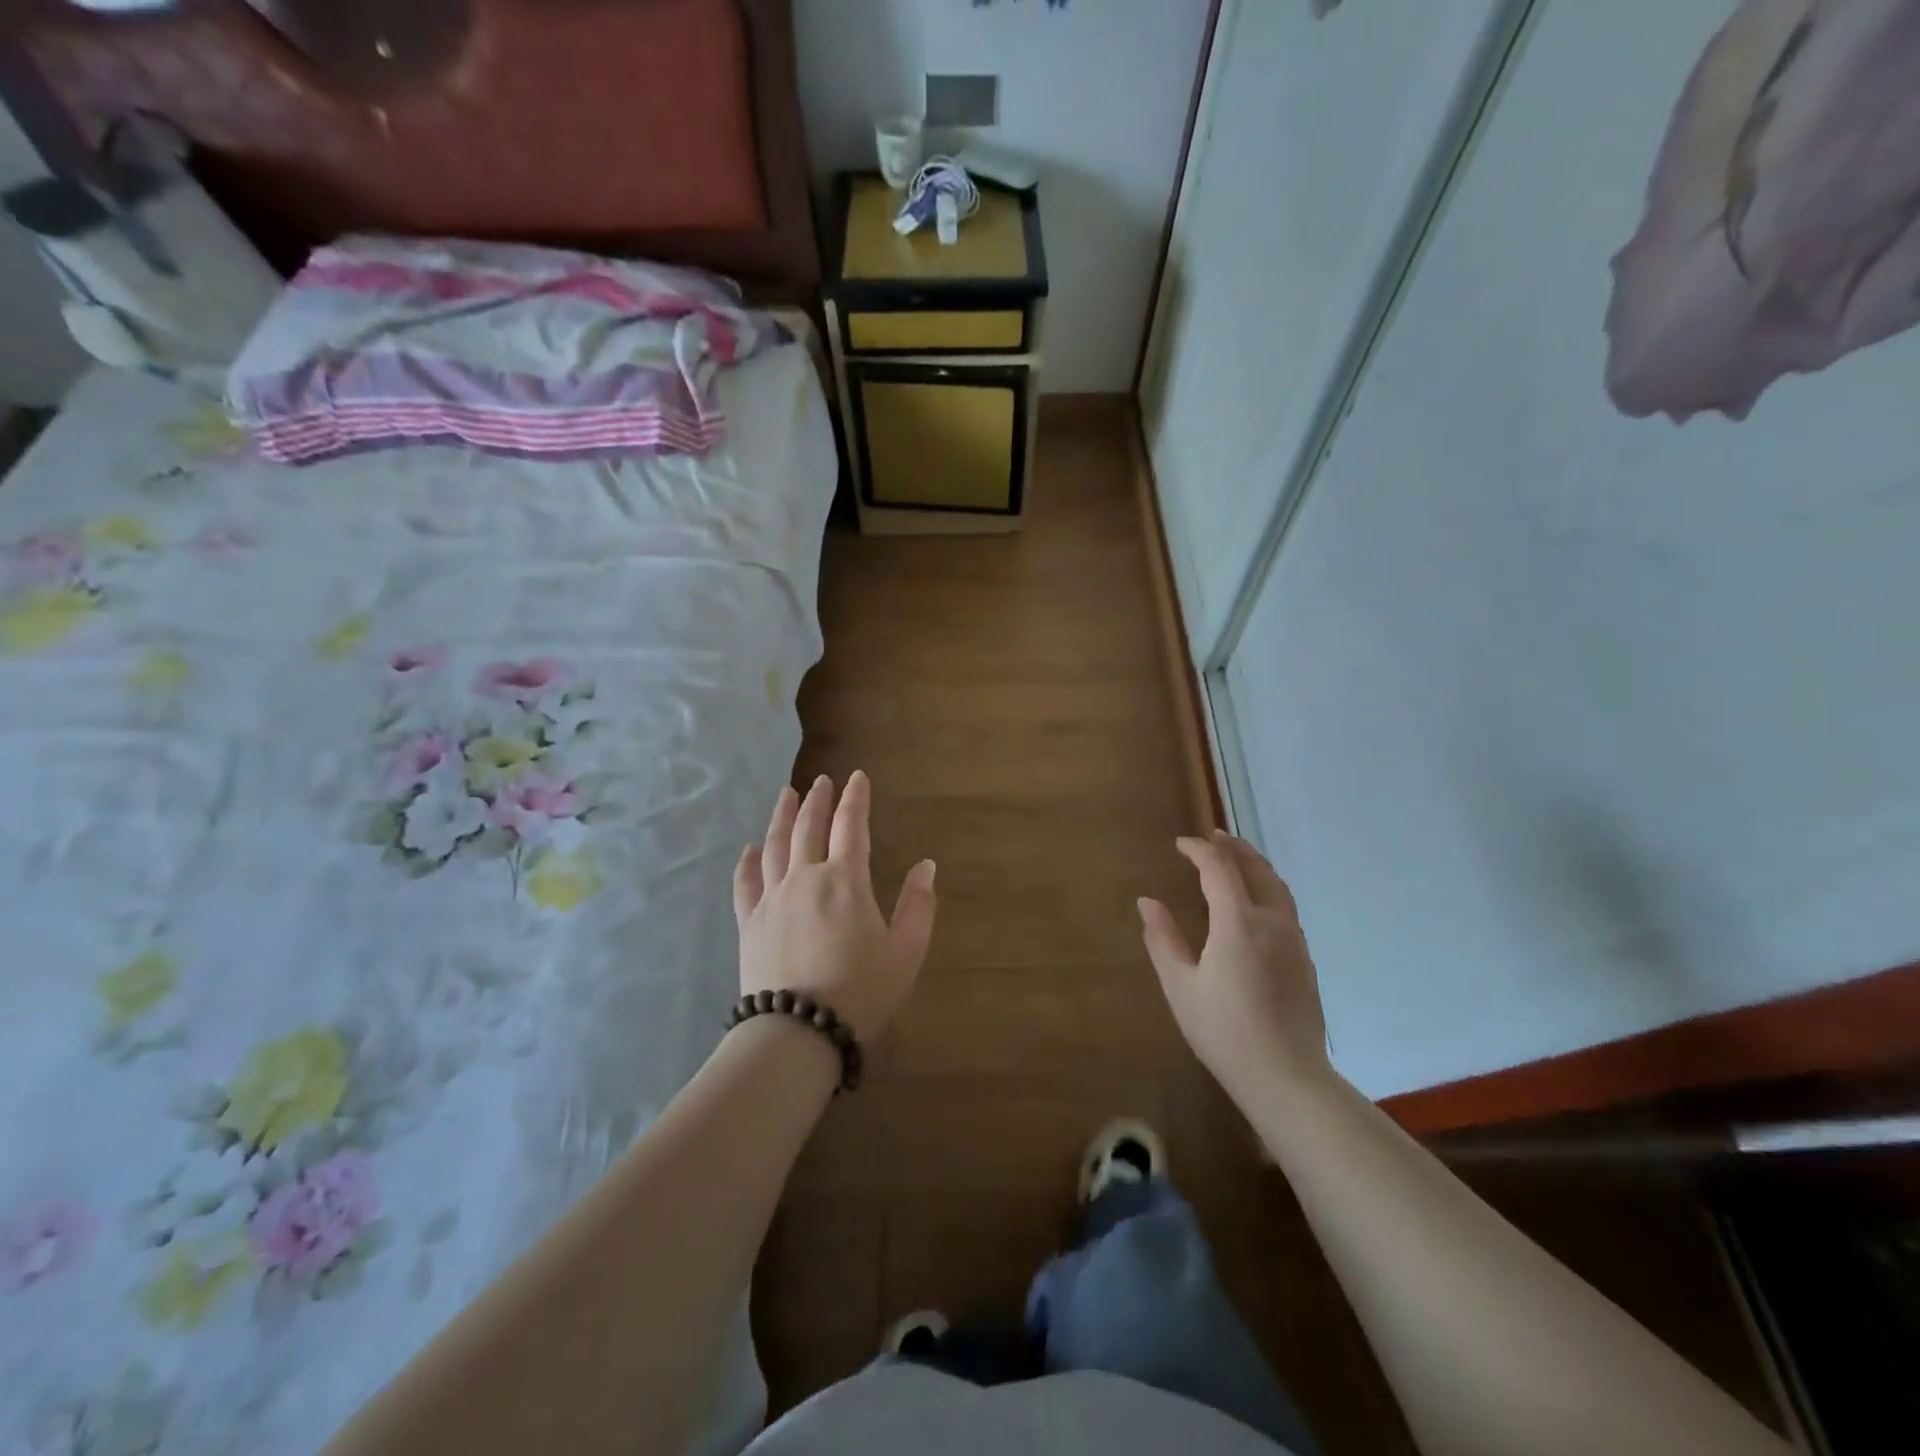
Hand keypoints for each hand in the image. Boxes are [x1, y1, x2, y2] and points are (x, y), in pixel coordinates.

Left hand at [733, 771, 936, 1044]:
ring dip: (782, 816)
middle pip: (809, 827)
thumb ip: (918, 905)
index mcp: (845, 880)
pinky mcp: (749, 923)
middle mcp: (805, 878)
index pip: (851, 826)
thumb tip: (926, 864)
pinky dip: (748, 861)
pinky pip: (745, 882)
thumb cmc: (861, 992)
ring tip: (786, 795)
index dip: (856, 798)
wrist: (797, 1033)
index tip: (857, 777)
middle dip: (817, 800)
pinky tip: (750, 848)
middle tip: (822, 781)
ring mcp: (772, 899)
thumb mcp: (906, 952)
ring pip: (774, 845)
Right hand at [1139, 830, 1333, 1101]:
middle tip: (1213, 836)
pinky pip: (1285, 907)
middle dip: (1233, 848)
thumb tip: (1147, 901)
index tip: (1180, 844)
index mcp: (1238, 923)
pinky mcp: (1304, 959)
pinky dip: (1267, 888)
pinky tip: (1254, 902)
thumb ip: (1163, 939)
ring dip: (1254, 865)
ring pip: (1277, 886)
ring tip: (1235, 858)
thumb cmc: (1223, 1031)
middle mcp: (1272, 922)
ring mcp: (1294, 940)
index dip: (1199, 850)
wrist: (1286, 1077)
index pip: (1219, 869)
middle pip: (1256, 869)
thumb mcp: (1180, 986)